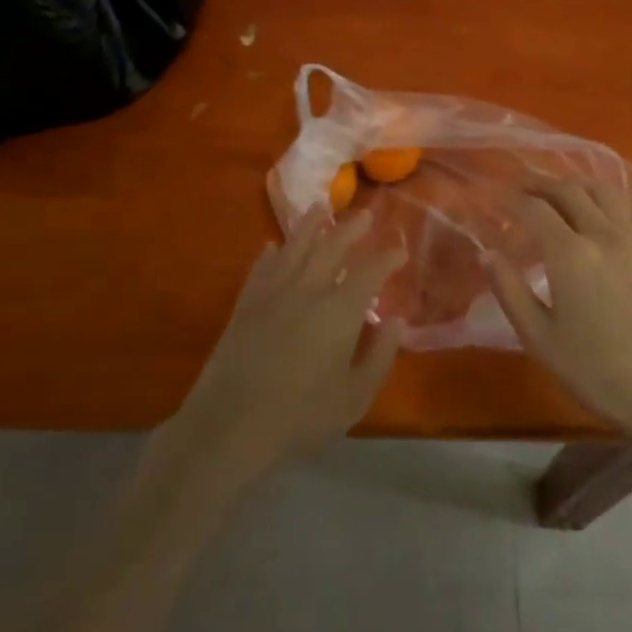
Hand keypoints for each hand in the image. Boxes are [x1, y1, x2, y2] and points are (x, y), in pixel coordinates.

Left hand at [168, 208, 406, 490]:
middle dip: (352, 228)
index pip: (370, 272)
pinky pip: (262, 266)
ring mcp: (273, 292)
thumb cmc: (300, 417)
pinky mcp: (246, 302)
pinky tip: (273, 245)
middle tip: (366, 215)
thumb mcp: (354, 398)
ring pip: (295, 246)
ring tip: (321, 207)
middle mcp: (308, 289)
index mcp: (339, 311)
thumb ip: (379, 357)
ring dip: (311, 225)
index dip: (387, 258)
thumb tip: (396, 321)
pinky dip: (271, 253)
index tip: (400, 251)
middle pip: (332, 247)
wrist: (230, 424)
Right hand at [486, 180, 631, 441]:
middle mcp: (602, 234)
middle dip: (539, 186)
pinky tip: (594, 221)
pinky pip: (622, 210)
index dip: (510, 198)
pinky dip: (600, 202)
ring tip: (557, 198)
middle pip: (568, 191)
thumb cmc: (598, 373)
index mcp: (570, 254)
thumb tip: (487, 254)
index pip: (534, 208)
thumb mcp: (541, 339)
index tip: (493, 198)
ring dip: (574, 186)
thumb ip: (511, 291)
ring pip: (601, 192)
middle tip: (519, 194)